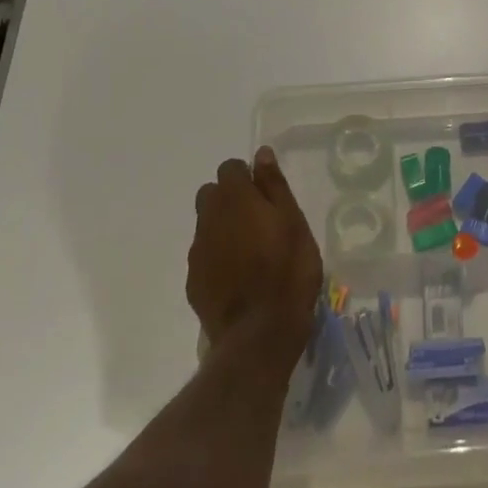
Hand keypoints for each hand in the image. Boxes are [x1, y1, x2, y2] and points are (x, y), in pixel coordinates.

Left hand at [188, 148, 322, 358]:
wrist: (259, 333)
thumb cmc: (288, 270)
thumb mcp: (293, 222)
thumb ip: (274, 186)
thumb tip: (260, 154)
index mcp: (235, 199)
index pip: (230, 168)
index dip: (247, 176)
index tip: (266, 194)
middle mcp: (209, 219)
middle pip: (211, 194)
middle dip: (230, 198)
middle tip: (259, 219)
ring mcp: (197, 252)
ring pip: (207, 225)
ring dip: (224, 228)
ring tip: (252, 251)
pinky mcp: (193, 281)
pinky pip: (204, 255)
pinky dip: (218, 257)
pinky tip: (239, 276)